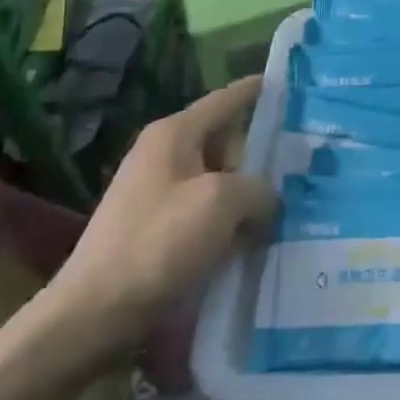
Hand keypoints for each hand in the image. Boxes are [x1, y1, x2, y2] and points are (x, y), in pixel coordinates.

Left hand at [44, 77, 275, 359]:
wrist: (93, 315)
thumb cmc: (158, 243)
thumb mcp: (222, 203)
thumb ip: (259, 188)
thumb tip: (268, 199)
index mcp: (175, 133)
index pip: (227, 99)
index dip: (260, 90)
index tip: (295, 84)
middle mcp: (164, 154)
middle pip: (226, 141)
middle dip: (262, 154)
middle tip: (306, 165)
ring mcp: (157, 192)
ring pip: (219, 180)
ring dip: (249, 194)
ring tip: (291, 207)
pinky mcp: (156, 229)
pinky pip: (206, 212)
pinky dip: (229, 221)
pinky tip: (255, 240)